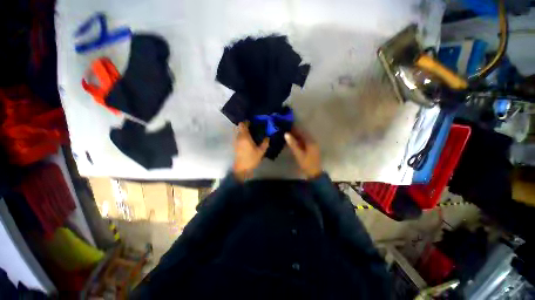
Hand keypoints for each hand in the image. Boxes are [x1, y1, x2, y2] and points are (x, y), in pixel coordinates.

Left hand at [233, 122, 268, 180]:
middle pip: (239, 128)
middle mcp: (238, 138)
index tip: (252, 123)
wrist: (242, 169)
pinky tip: (248, 140)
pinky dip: (241, 136)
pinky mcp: (235, 146)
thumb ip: (265, 143)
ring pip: (238, 132)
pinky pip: (238, 137)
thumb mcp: (261, 151)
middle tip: (252, 128)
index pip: (242, 125)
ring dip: (243, 131)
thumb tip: (267, 137)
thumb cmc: (251, 159)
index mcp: (245, 137)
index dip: (246, 122)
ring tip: (251, 133)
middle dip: (245, 126)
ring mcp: (236, 142)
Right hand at [284, 127, 321, 178]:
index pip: (302, 132)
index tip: (288, 125)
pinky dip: (300, 140)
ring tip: (289, 134)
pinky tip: (294, 141)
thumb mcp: (298, 154)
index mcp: (311, 142)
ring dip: (297, 136)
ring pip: (304, 138)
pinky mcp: (312, 149)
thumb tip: (286, 134)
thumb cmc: (306, 163)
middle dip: (296, 131)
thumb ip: (292, 144)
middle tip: (287, 129)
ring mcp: (313, 145)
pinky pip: (305, 142)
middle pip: (304, 134)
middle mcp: (313, 141)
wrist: (314, 173)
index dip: (295, 128)